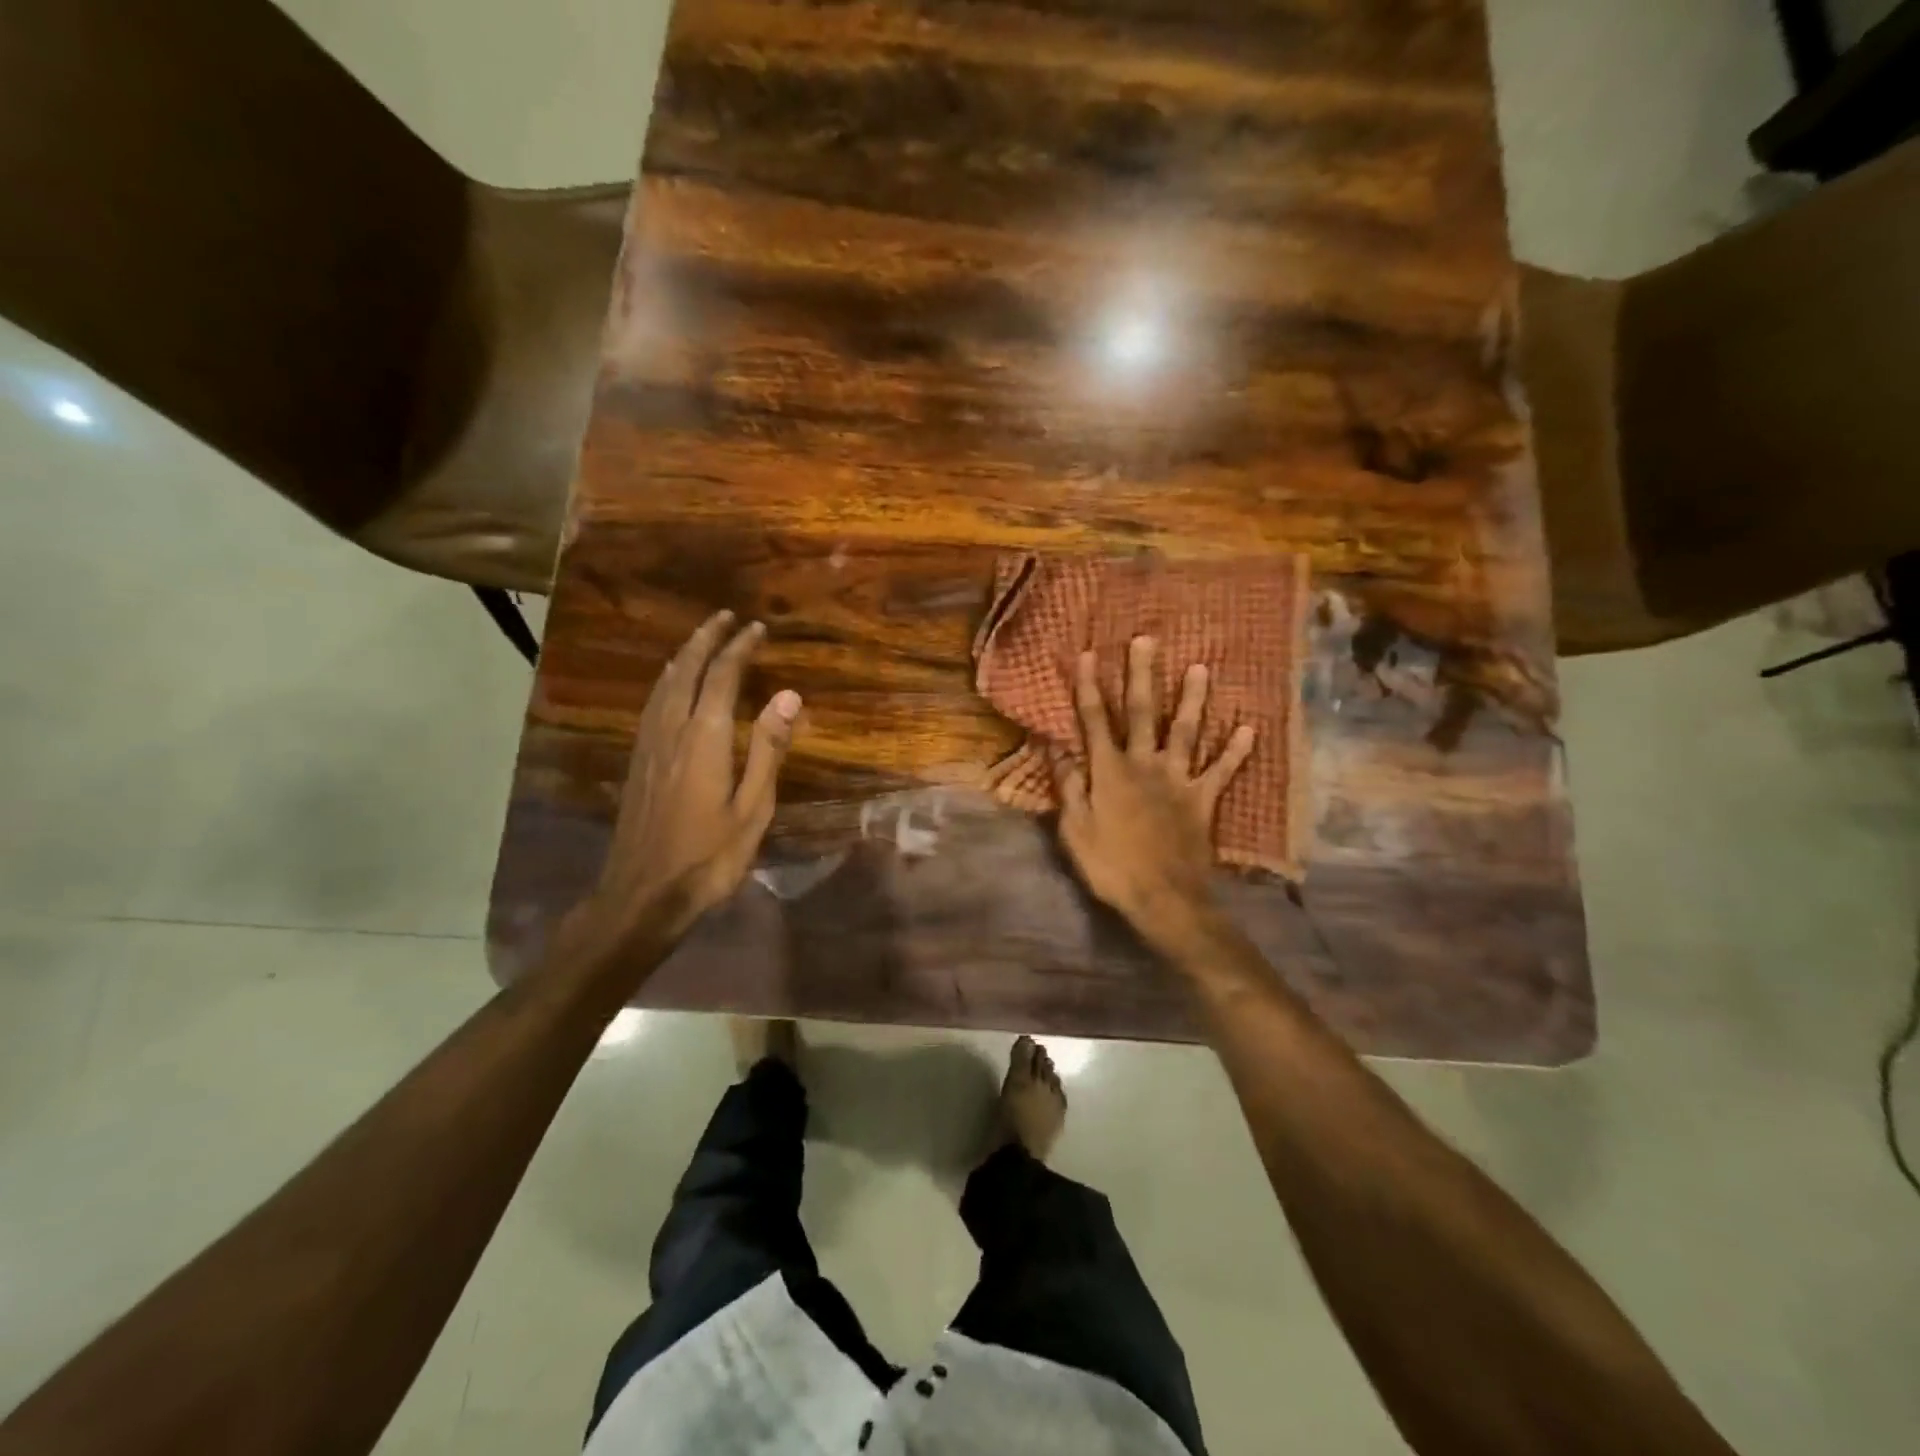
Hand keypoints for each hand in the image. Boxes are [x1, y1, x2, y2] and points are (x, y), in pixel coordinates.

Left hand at [563, 611, 800, 968]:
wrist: (642, 893)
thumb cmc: (709, 856)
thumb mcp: (752, 808)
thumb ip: (768, 749)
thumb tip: (788, 695)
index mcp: (705, 738)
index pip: (723, 677)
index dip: (740, 648)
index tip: (757, 628)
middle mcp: (672, 730)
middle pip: (687, 670)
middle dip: (707, 639)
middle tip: (726, 617)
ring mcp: (649, 745)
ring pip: (664, 684)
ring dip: (685, 655)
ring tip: (700, 639)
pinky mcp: (638, 761)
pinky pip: (652, 704)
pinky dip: (667, 681)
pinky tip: (670, 686)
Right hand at [1052, 637, 1253, 947]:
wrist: (1164, 898)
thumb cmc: (1111, 865)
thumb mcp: (1074, 828)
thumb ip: (1068, 784)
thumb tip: (1055, 746)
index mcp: (1109, 771)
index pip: (1095, 720)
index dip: (1090, 687)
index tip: (1089, 654)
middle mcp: (1145, 765)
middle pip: (1142, 712)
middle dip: (1142, 675)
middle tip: (1147, 640)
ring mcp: (1179, 780)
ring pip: (1186, 731)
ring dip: (1193, 698)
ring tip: (1201, 667)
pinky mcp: (1204, 799)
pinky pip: (1223, 770)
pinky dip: (1236, 751)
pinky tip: (1249, 728)